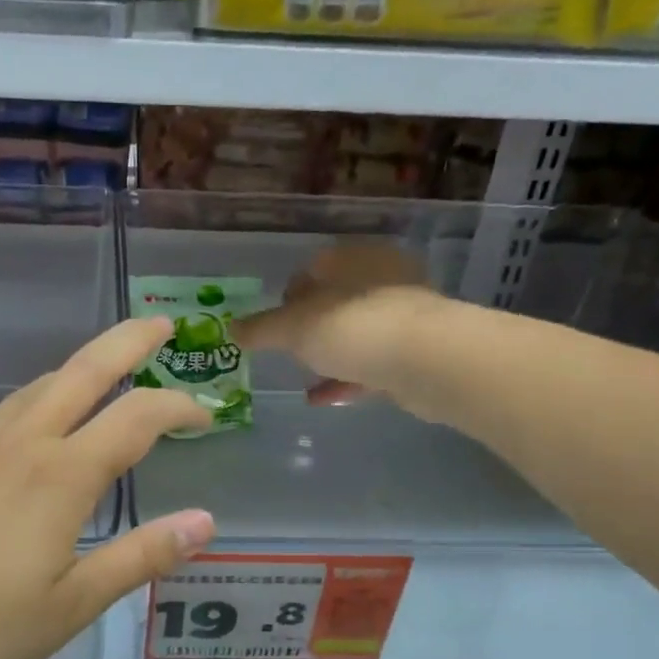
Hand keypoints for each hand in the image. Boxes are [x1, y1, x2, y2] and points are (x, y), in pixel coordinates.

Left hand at [0, 319, 213, 658]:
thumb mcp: (68, 606)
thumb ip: (138, 558)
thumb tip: (204, 521)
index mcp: (60, 476)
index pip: (136, 419)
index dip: (178, 407)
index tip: (204, 414)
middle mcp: (19, 444)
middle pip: (83, 371)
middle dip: (129, 342)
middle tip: (161, 323)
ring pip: (36, 388)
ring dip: (78, 373)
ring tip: (103, 377)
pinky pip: (1, 416)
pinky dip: (34, 405)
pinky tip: (27, 435)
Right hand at [235, 246, 448, 409]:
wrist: (427, 361)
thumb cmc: (352, 328)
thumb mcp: (293, 328)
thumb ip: (261, 329)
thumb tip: (232, 329)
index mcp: (352, 259)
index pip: (312, 269)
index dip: (288, 296)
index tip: (272, 324)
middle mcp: (381, 279)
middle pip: (336, 301)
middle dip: (310, 327)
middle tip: (288, 350)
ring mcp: (403, 316)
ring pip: (356, 333)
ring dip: (329, 355)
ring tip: (302, 376)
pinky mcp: (416, 352)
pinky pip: (371, 363)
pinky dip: (346, 378)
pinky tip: (321, 398)